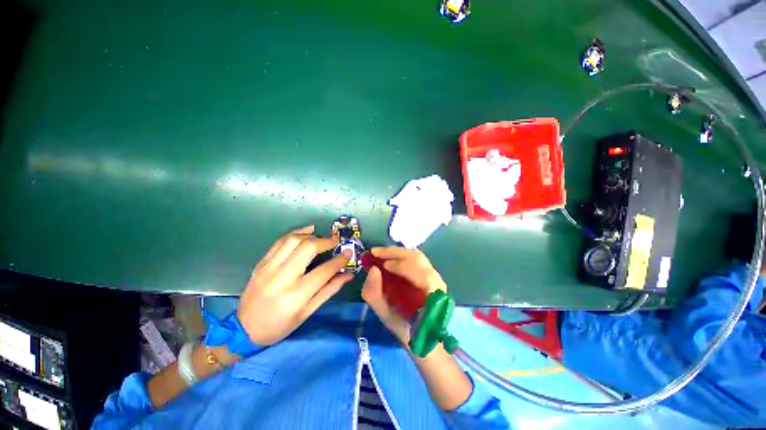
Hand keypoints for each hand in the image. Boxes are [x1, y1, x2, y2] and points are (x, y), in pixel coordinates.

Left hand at [237, 225, 352, 345]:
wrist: (244, 330)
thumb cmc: (280, 326)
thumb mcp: (308, 312)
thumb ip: (329, 290)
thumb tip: (348, 274)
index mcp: (296, 295)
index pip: (324, 271)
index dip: (339, 260)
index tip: (348, 252)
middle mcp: (282, 278)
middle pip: (308, 248)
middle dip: (325, 241)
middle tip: (335, 242)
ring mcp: (268, 268)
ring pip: (293, 240)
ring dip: (311, 235)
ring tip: (321, 236)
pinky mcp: (261, 263)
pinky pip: (280, 242)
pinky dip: (295, 233)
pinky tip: (306, 231)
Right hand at [361, 247, 446, 344]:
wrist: (424, 337)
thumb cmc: (406, 329)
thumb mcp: (387, 316)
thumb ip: (375, 295)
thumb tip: (373, 270)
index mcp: (432, 294)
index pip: (420, 273)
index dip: (401, 266)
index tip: (382, 265)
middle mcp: (437, 280)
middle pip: (417, 258)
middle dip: (394, 253)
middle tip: (374, 252)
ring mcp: (435, 275)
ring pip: (417, 255)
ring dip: (397, 252)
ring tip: (380, 253)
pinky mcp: (430, 273)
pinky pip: (416, 258)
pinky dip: (401, 255)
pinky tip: (389, 257)